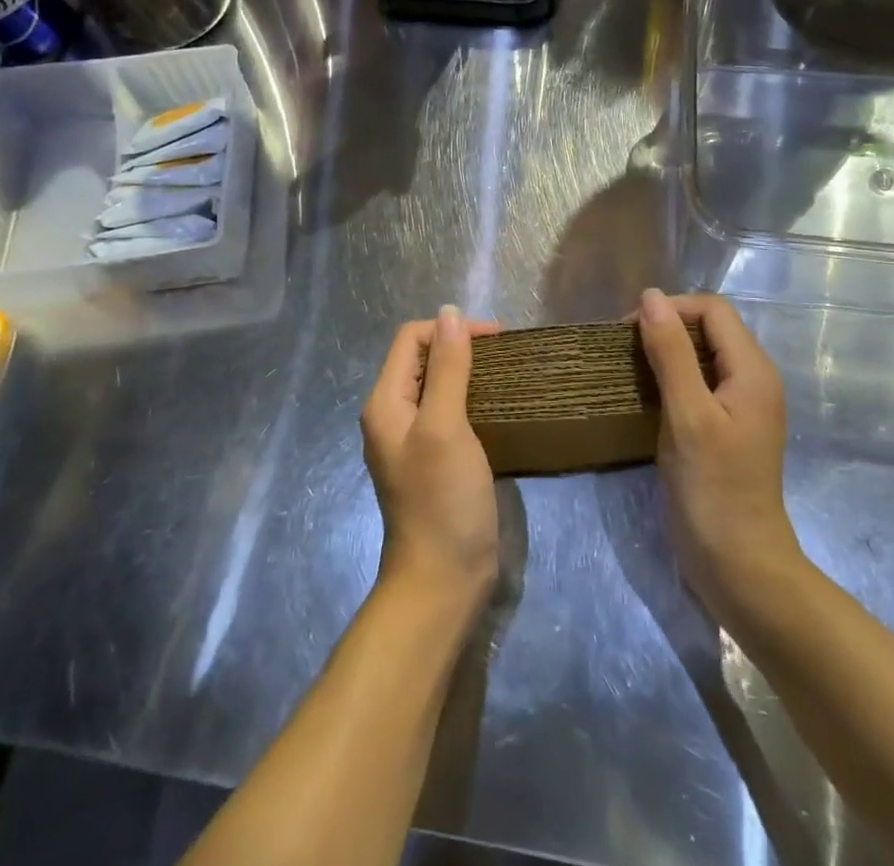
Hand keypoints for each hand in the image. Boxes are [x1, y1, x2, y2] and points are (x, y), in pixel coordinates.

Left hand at [361, 306, 502, 606]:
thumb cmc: (442, 499)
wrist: (443, 580)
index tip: (496, 338)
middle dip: (461, 346)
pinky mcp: (435, 458)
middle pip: (423, 358)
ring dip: (469, 371)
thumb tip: (450, 313)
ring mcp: (414, 438)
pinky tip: (499, 405)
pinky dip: (473, 397)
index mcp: (386, 402)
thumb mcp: (445, 426)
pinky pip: (450, 411)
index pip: (411, 338)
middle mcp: (394, 414)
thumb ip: (447, 368)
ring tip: (507, 373)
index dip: (450, 328)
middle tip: (506, 354)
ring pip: (438, 384)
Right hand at [638, 289, 802, 620]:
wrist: (739, 565)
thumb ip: (671, 352)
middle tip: (624, 349)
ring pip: (701, 355)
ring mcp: (741, 404)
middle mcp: (753, 378)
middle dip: (666, 327)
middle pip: (709, 328)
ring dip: (665, 353)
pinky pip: (699, 382)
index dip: (671, 309)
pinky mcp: (726, 426)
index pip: (712, 309)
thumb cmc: (713, 488)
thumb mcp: (688, 414)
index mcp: (752, 369)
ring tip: (629, 369)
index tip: (629, 330)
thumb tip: (651, 296)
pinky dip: (671, 378)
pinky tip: (646, 396)